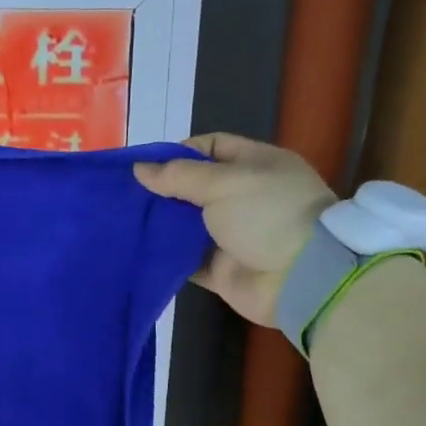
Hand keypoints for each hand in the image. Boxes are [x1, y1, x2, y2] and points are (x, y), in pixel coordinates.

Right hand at [133, 133, 335, 325]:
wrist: (299, 278)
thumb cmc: (267, 215)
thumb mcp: (224, 183)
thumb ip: (178, 176)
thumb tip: (139, 169)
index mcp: (255, 166)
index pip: (212, 148)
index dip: (179, 154)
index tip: (147, 167)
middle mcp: (244, 198)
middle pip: (195, 188)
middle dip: (163, 190)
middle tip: (128, 195)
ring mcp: (233, 236)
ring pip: (187, 225)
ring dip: (161, 224)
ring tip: (125, 220)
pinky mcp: (221, 269)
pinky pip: (186, 260)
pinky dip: (166, 256)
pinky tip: (139, 250)